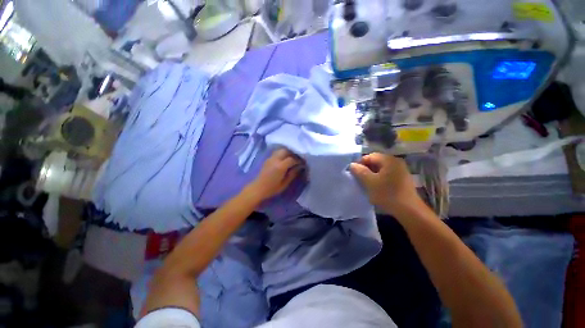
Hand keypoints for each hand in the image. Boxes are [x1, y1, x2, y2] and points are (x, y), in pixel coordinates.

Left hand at [247, 148, 303, 200]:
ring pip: (280, 150)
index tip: (303, 163)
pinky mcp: (267, 159)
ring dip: (287, 152)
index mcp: (280, 166)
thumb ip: (293, 174)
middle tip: (297, 159)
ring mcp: (270, 158)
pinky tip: (284, 160)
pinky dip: (282, 154)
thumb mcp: (285, 183)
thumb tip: (300, 167)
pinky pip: (276, 153)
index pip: (292, 159)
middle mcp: (275, 160)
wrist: (258, 188)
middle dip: (293, 153)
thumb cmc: (272, 188)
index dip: (298, 160)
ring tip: (291, 158)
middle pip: (286, 151)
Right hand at [350, 153, 421, 215]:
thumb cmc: (387, 194)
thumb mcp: (370, 182)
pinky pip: (387, 175)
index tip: (354, 173)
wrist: (409, 211)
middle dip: (366, 169)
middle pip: (376, 162)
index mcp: (389, 160)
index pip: (370, 156)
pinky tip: (377, 187)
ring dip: (372, 175)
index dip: (360, 163)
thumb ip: (360, 171)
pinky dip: (380, 179)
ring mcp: (401, 170)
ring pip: (381, 169)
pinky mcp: (402, 179)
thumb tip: (352, 164)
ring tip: (367, 184)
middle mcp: (396, 162)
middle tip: (359, 179)